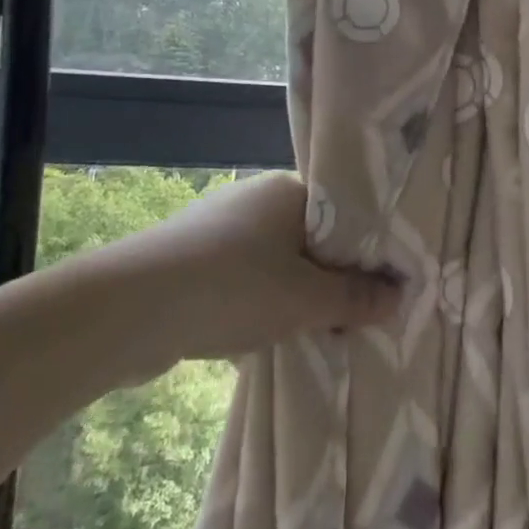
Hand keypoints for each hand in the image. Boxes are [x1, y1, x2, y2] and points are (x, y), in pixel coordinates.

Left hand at [53, 172, 400, 380]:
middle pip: (310, 239)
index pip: (343, 214)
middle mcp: (255, 198)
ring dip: (291, 297)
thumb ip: (355, 298)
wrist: (129, 308)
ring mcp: (218, 226)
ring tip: (309, 334)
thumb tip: (399, 296)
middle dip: (327, 280)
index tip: (380, 288)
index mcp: (289, 190)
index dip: (364, 251)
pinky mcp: (190, 258)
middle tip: (349, 319)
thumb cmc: (232, 289)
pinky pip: (240, 279)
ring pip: (274, 262)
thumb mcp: (306, 300)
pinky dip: (254, 305)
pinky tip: (257, 338)